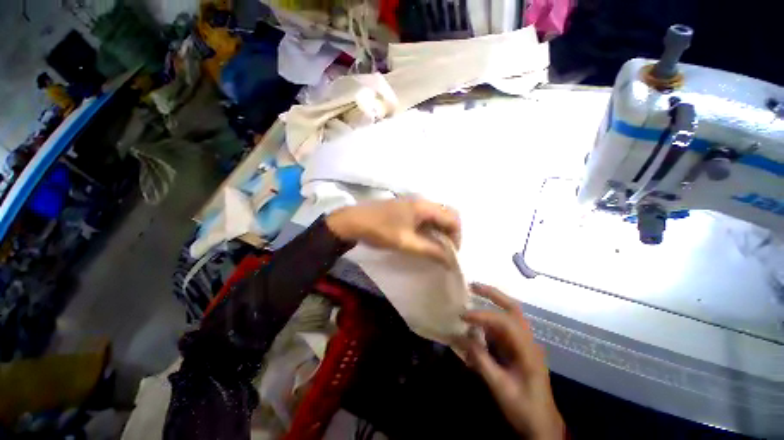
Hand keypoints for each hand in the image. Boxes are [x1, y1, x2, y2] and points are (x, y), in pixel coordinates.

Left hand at [326, 198, 460, 266]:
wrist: (353, 220)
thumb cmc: (380, 231)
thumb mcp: (406, 243)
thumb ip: (430, 250)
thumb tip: (449, 260)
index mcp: (424, 207)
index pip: (453, 219)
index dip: (457, 236)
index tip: (451, 253)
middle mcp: (422, 200)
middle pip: (447, 214)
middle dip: (450, 232)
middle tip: (444, 250)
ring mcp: (413, 201)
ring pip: (436, 214)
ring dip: (440, 229)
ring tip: (434, 246)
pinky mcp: (406, 206)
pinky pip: (425, 214)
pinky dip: (430, 226)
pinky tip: (423, 237)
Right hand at [460, 283, 564, 439]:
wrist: (542, 426)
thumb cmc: (524, 408)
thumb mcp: (500, 388)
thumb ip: (481, 361)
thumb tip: (461, 337)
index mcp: (528, 350)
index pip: (505, 322)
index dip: (483, 315)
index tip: (463, 316)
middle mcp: (527, 340)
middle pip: (513, 308)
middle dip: (493, 294)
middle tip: (472, 286)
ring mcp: (523, 343)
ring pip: (508, 315)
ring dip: (491, 303)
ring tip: (473, 295)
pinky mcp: (517, 348)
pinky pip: (502, 327)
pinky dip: (489, 319)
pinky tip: (477, 321)